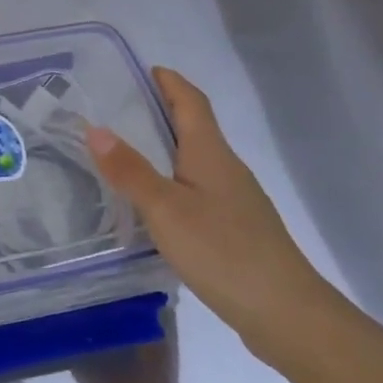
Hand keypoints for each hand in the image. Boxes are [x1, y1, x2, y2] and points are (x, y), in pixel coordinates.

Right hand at [86, 67, 334, 360]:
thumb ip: (129, 170)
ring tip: (131, 153)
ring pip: (198, 160)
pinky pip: (201, 190)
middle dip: (164, 111)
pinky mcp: (238, 229)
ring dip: (169, 147)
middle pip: (196, 127)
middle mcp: (227, 168)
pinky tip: (159, 205)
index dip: (170, 82)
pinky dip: (176, 182)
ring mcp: (237, 200)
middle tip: (122, 109)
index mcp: (210, 152)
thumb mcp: (165, 209)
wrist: (286, 314)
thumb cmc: (223, 250)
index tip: (146, 69)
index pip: (192, 101)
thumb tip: (95, 127)